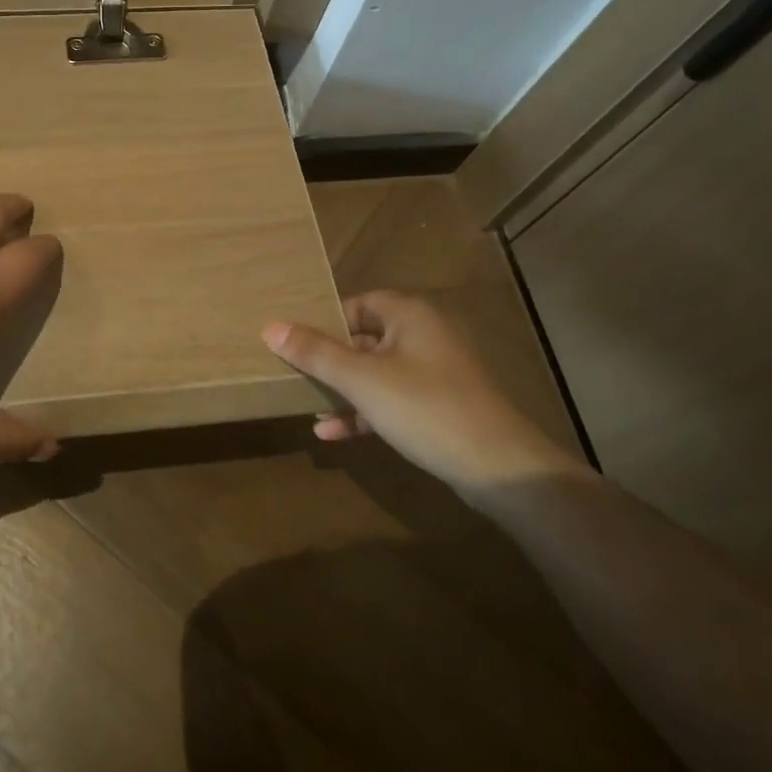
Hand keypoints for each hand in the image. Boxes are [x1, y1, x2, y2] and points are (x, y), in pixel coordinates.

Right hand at [262, 291, 584, 501]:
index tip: (296, 344)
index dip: (325, 322)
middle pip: (364, 339)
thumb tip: (271, 327)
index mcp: (410, 314)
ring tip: (310, 409)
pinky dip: (365, 411)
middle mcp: (425, 333)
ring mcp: (437, 371)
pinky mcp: (441, 404)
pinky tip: (334, 433)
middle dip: (330, 362)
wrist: (500, 467)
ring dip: (344, 391)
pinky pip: (393, 398)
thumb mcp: (361, 380)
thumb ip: (315, 353)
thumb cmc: (425, 407)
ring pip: (377, 372)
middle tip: (296, 377)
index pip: (357, 304)